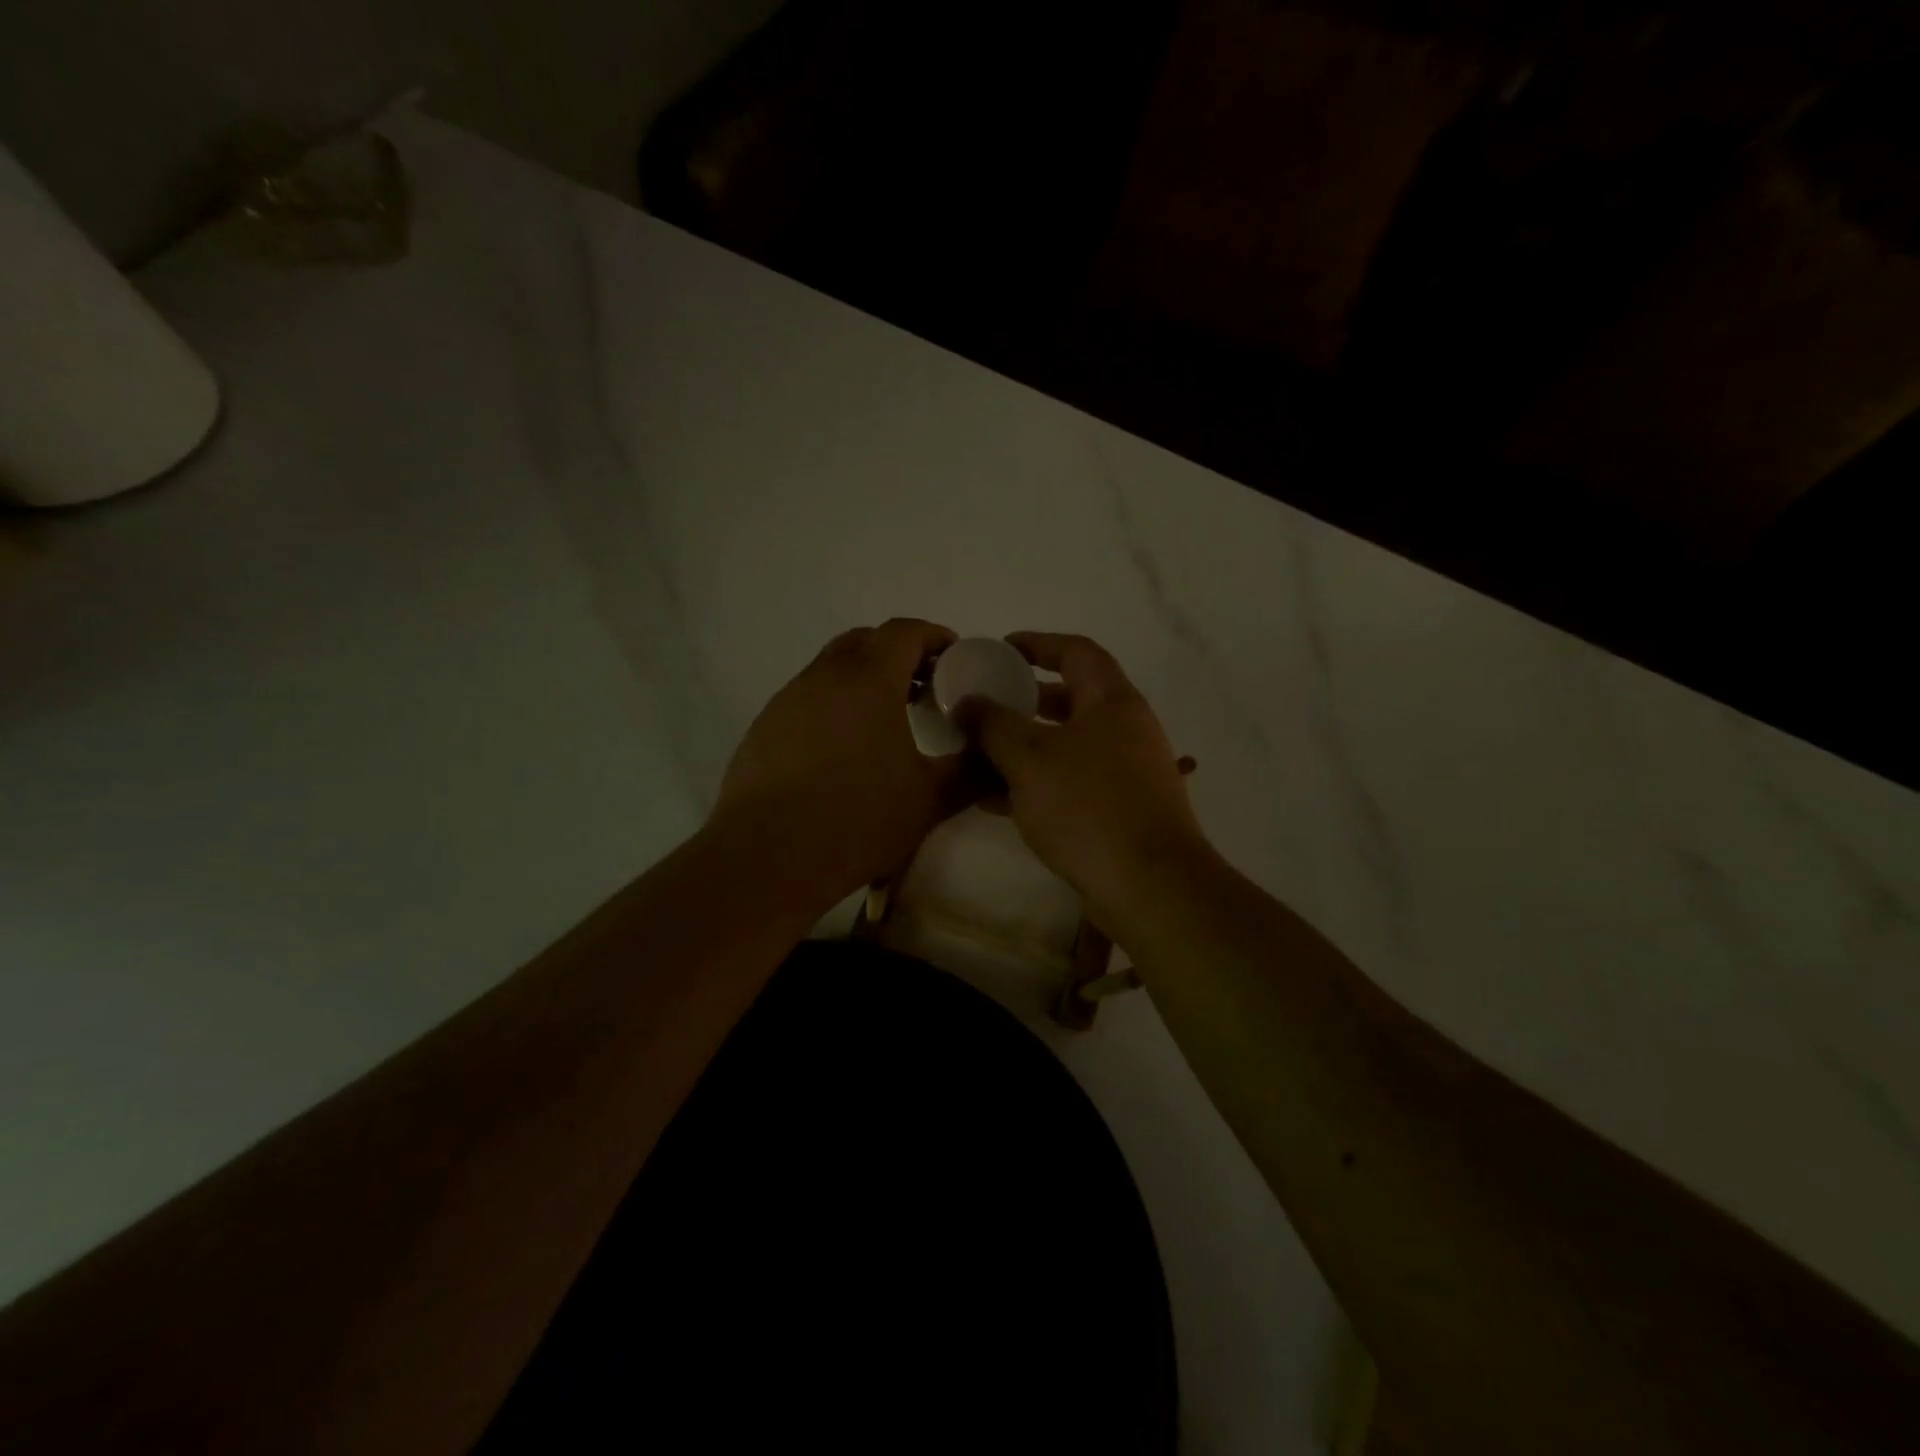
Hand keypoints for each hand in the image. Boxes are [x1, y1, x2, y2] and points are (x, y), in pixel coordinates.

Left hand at [709, 618, 966, 915]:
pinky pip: (806, 698)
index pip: (904, 632)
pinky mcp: (764, 727)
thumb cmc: (857, 819)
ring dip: (863, 678)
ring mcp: (787, 700)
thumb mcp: (929, 800)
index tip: (954, 657)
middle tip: (924, 686)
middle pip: (864, 640)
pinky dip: (833, 704)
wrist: (766, 857)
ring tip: (886, 719)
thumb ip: (969, 771)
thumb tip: (997, 758)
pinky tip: (842, 749)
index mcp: (868, 680)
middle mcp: (824, 677)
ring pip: (831, 668)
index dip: (934, 636)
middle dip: (898, 653)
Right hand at [956, 632, 1208, 916]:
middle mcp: (1125, 730)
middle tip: (985, 706)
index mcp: (1112, 702)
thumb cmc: (1089, 806)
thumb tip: (967, 702)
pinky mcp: (1119, 810)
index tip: (1001, 649)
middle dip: (1024, 701)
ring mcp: (1125, 772)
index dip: (1038, 644)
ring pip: (1066, 746)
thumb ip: (993, 724)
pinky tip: (995, 801)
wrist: (1150, 886)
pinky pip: (1070, 783)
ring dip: (1023, 747)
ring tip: (978, 755)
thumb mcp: (1029, 758)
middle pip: (1071, 700)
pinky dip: (1035, 783)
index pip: (1076, 652)